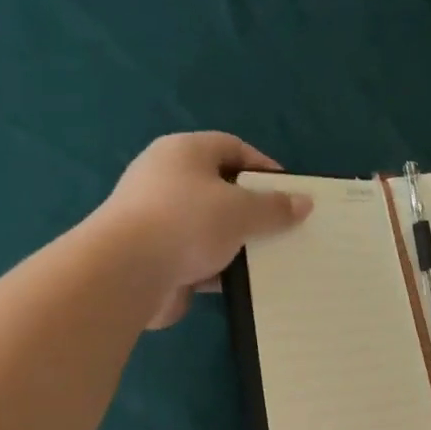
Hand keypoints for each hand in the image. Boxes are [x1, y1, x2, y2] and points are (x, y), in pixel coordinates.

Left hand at [98, 132, 312, 328]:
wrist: (126, 272)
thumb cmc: (187, 222)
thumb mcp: (242, 210)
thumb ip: (275, 207)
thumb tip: (304, 202)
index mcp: (183, 152)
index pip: (232, 147)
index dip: (263, 167)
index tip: (290, 192)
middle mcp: (166, 179)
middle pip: (220, 188)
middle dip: (253, 209)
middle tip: (283, 227)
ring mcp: (157, 219)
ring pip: (209, 227)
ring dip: (237, 242)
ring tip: (271, 258)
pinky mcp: (155, 255)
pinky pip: (197, 257)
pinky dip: (219, 267)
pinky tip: (244, 282)